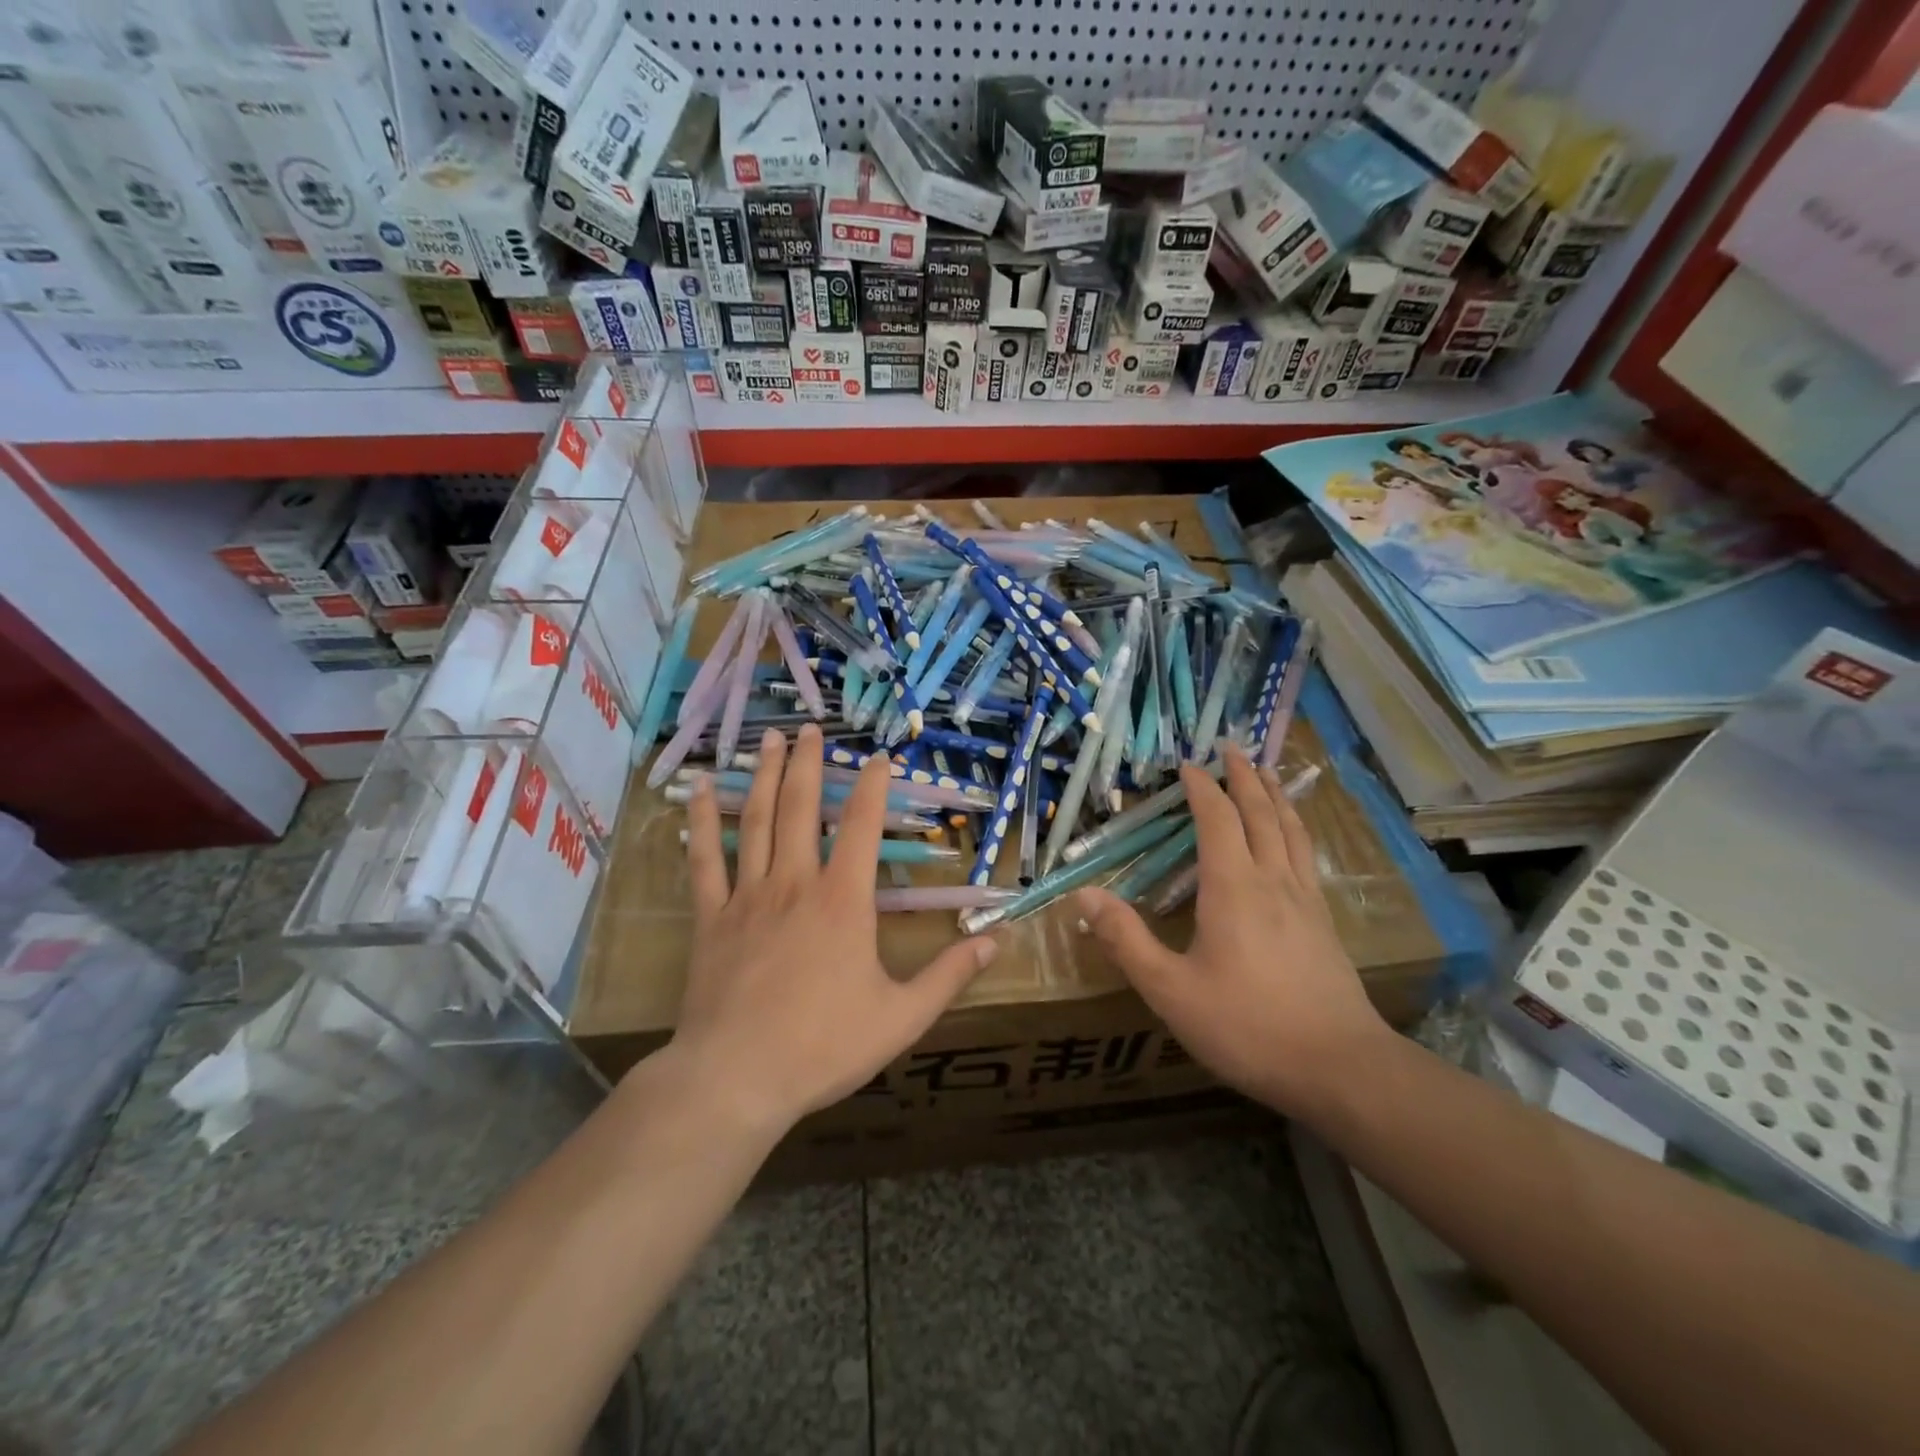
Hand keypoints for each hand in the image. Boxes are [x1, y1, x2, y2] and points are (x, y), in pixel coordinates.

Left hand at [664, 723, 997, 1132]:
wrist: (736, 1078)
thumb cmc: (824, 1047)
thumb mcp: (902, 1017)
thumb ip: (949, 975)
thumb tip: (996, 941)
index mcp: (843, 901)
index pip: (863, 825)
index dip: (873, 785)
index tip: (879, 756)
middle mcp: (796, 883)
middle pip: (802, 807)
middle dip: (808, 763)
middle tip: (810, 727)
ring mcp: (749, 896)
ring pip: (757, 820)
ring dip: (765, 775)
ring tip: (769, 739)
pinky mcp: (712, 917)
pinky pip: (705, 859)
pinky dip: (702, 821)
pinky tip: (699, 789)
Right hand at [1075, 746, 1387, 1116]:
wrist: (1339, 1068)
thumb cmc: (1246, 1026)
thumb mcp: (1170, 990)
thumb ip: (1125, 940)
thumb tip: (1082, 895)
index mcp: (1233, 888)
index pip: (1216, 819)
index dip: (1201, 787)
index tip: (1187, 763)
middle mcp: (1272, 881)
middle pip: (1260, 812)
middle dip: (1244, 776)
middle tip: (1232, 747)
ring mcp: (1305, 900)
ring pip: (1290, 829)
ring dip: (1275, 795)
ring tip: (1268, 772)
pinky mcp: (1324, 922)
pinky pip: (1305, 854)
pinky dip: (1295, 827)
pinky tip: (1292, 837)